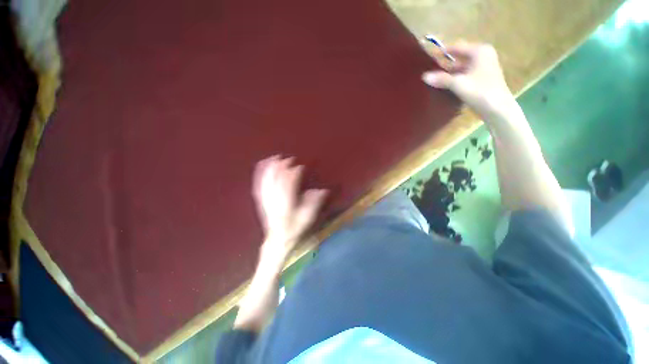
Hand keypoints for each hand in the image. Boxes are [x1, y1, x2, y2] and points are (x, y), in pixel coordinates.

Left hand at [252, 156, 327, 256]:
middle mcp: (274, 200)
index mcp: (287, 204)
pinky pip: (259, 184)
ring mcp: (266, 199)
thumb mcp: (308, 218)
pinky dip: (260, 174)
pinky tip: (262, 165)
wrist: (278, 239)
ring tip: (275, 157)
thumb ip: (314, 203)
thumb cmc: (294, 228)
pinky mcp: (261, 200)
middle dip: (282, 167)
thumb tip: (322, 190)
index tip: (300, 166)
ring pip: (266, 180)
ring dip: (270, 168)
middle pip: (276, 180)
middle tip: (289, 159)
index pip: (289, 184)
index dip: (294, 174)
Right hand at [422, 42, 515, 120]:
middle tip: (429, 72)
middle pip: (459, 58)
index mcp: (480, 51)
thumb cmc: (480, 92)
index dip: (442, 52)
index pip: (457, 47)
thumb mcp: (458, 84)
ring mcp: (483, 69)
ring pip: (461, 69)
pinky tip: (444, 87)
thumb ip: (441, 79)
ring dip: (449, 75)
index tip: (428, 58)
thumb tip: (424, 76)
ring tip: (433, 81)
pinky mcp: (481, 80)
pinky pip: (464, 76)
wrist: (498, 109)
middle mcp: (483, 57)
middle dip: (445, 65)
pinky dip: (455, 80)